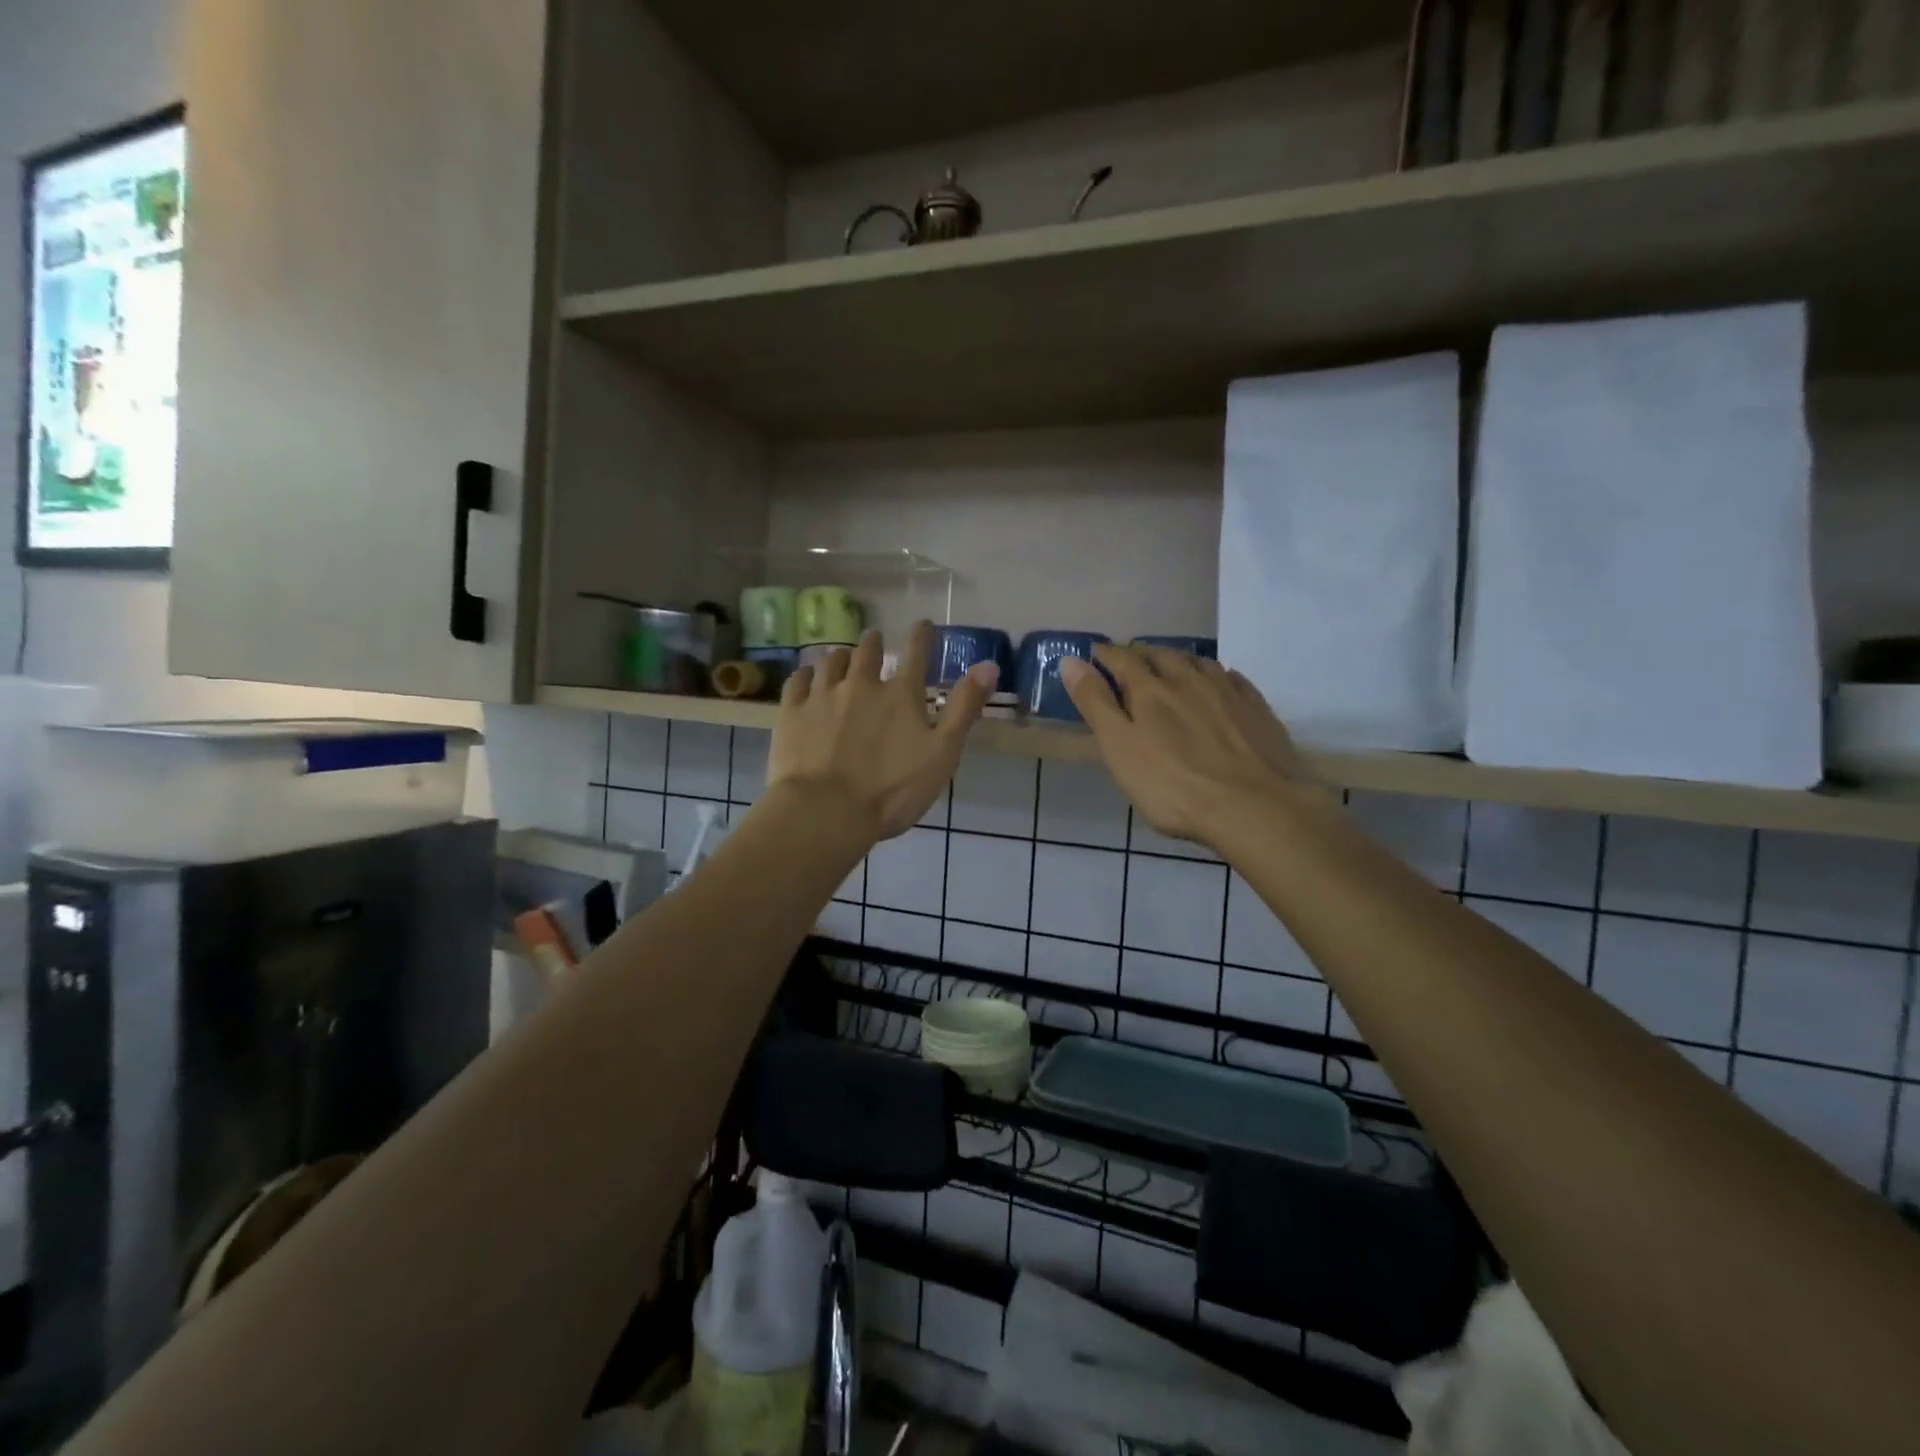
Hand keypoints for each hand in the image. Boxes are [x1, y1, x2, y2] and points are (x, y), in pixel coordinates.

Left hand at [768, 623, 996, 840]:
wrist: (825, 811)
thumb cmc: (892, 790)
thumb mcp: (942, 754)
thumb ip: (964, 709)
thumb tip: (989, 664)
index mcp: (901, 695)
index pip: (916, 654)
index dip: (921, 635)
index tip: (922, 623)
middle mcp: (861, 684)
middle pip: (867, 651)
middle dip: (873, 642)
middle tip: (874, 639)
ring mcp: (823, 696)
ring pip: (831, 661)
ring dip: (841, 656)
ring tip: (842, 657)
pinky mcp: (792, 712)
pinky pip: (798, 681)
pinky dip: (806, 675)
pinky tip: (807, 677)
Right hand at [1060, 645, 1307, 850]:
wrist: (1253, 808)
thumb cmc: (1172, 786)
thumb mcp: (1119, 748)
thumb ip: (1095, 703)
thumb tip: (1071, 661)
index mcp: (1150, 691)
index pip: (1122, 659)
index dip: (1105, 654)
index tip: (1094, 652)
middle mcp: (1188, 680)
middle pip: (1161, 655)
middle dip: (1142, 654)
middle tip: (1131, 659)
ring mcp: (1227, 692)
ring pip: (1198, 662)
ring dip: (1179, 660)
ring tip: (1171, 666)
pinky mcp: (1257, 709)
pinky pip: (1233, 679)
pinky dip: (1217, 675)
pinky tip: (1219, 683)